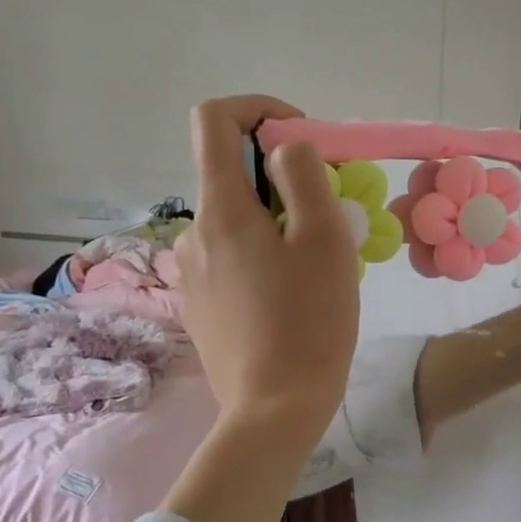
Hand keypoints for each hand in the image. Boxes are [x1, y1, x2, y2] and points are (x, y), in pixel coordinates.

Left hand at [173, 96, 359, 434]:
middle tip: (329, 219)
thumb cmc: (309, 321)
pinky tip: (290, 298)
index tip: (301, 142)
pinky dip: (262, 256)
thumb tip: (285, 148)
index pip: (214, 120)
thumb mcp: (323, 237)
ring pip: (236, 222)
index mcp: (220, 209)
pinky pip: (231, 258)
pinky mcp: (199, 305)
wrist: (275, 410)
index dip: (258, 111)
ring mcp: (190, 273)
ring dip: (276, 224)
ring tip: (315, 268)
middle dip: (282, 181)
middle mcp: (192, 233)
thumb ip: (302, 174)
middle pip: (232, 176)